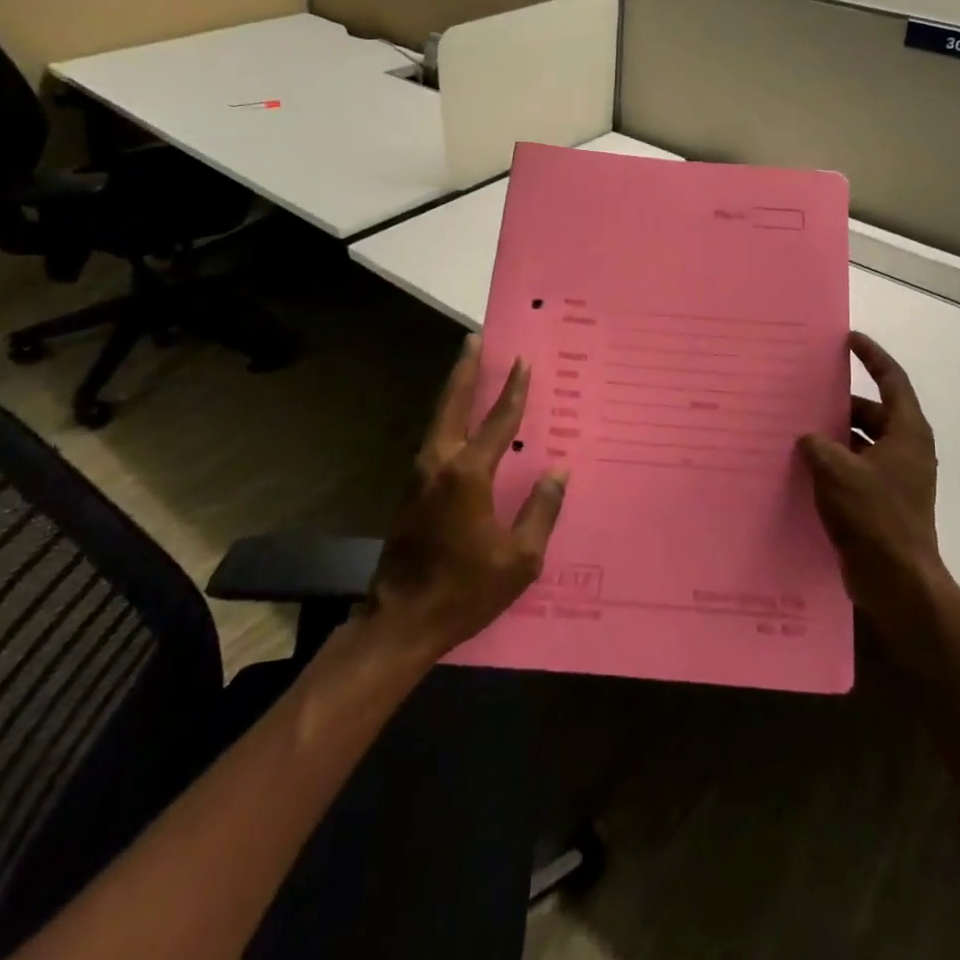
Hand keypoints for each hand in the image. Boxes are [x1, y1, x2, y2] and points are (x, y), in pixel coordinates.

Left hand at [362, 336, 567, 660]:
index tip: (524, 361)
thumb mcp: (520, 559)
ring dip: (454, 390)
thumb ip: (541, 510)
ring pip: (438, 419)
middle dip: (466, 369)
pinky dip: (448, 417)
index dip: (514, 391)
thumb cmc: (466, 590)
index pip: (498, 421)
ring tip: (468, 367)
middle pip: (453, 403)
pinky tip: (458, 420)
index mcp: (468, 474)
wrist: (401, 620)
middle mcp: (439, 463)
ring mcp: (418, 476)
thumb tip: (558, 471)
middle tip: (475, 338)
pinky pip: (434, 439)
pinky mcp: (410, 490)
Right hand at [798, 332, 946, 636]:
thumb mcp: (838, 471)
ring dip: (832, 435)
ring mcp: (894, 478)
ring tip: (794, 427)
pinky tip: (800, 466)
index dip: (871, 356)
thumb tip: (807, 438)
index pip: (891, 380)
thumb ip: (817, 445)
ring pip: (859, 442)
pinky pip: (853, 469)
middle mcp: (905, 449)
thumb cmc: (875, 517)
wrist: (898, 583)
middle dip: (839, 401)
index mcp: (906, 432)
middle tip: (805, 390)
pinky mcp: (880, 502)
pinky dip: (832, 463)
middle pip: (871, 411)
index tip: (848, 339)